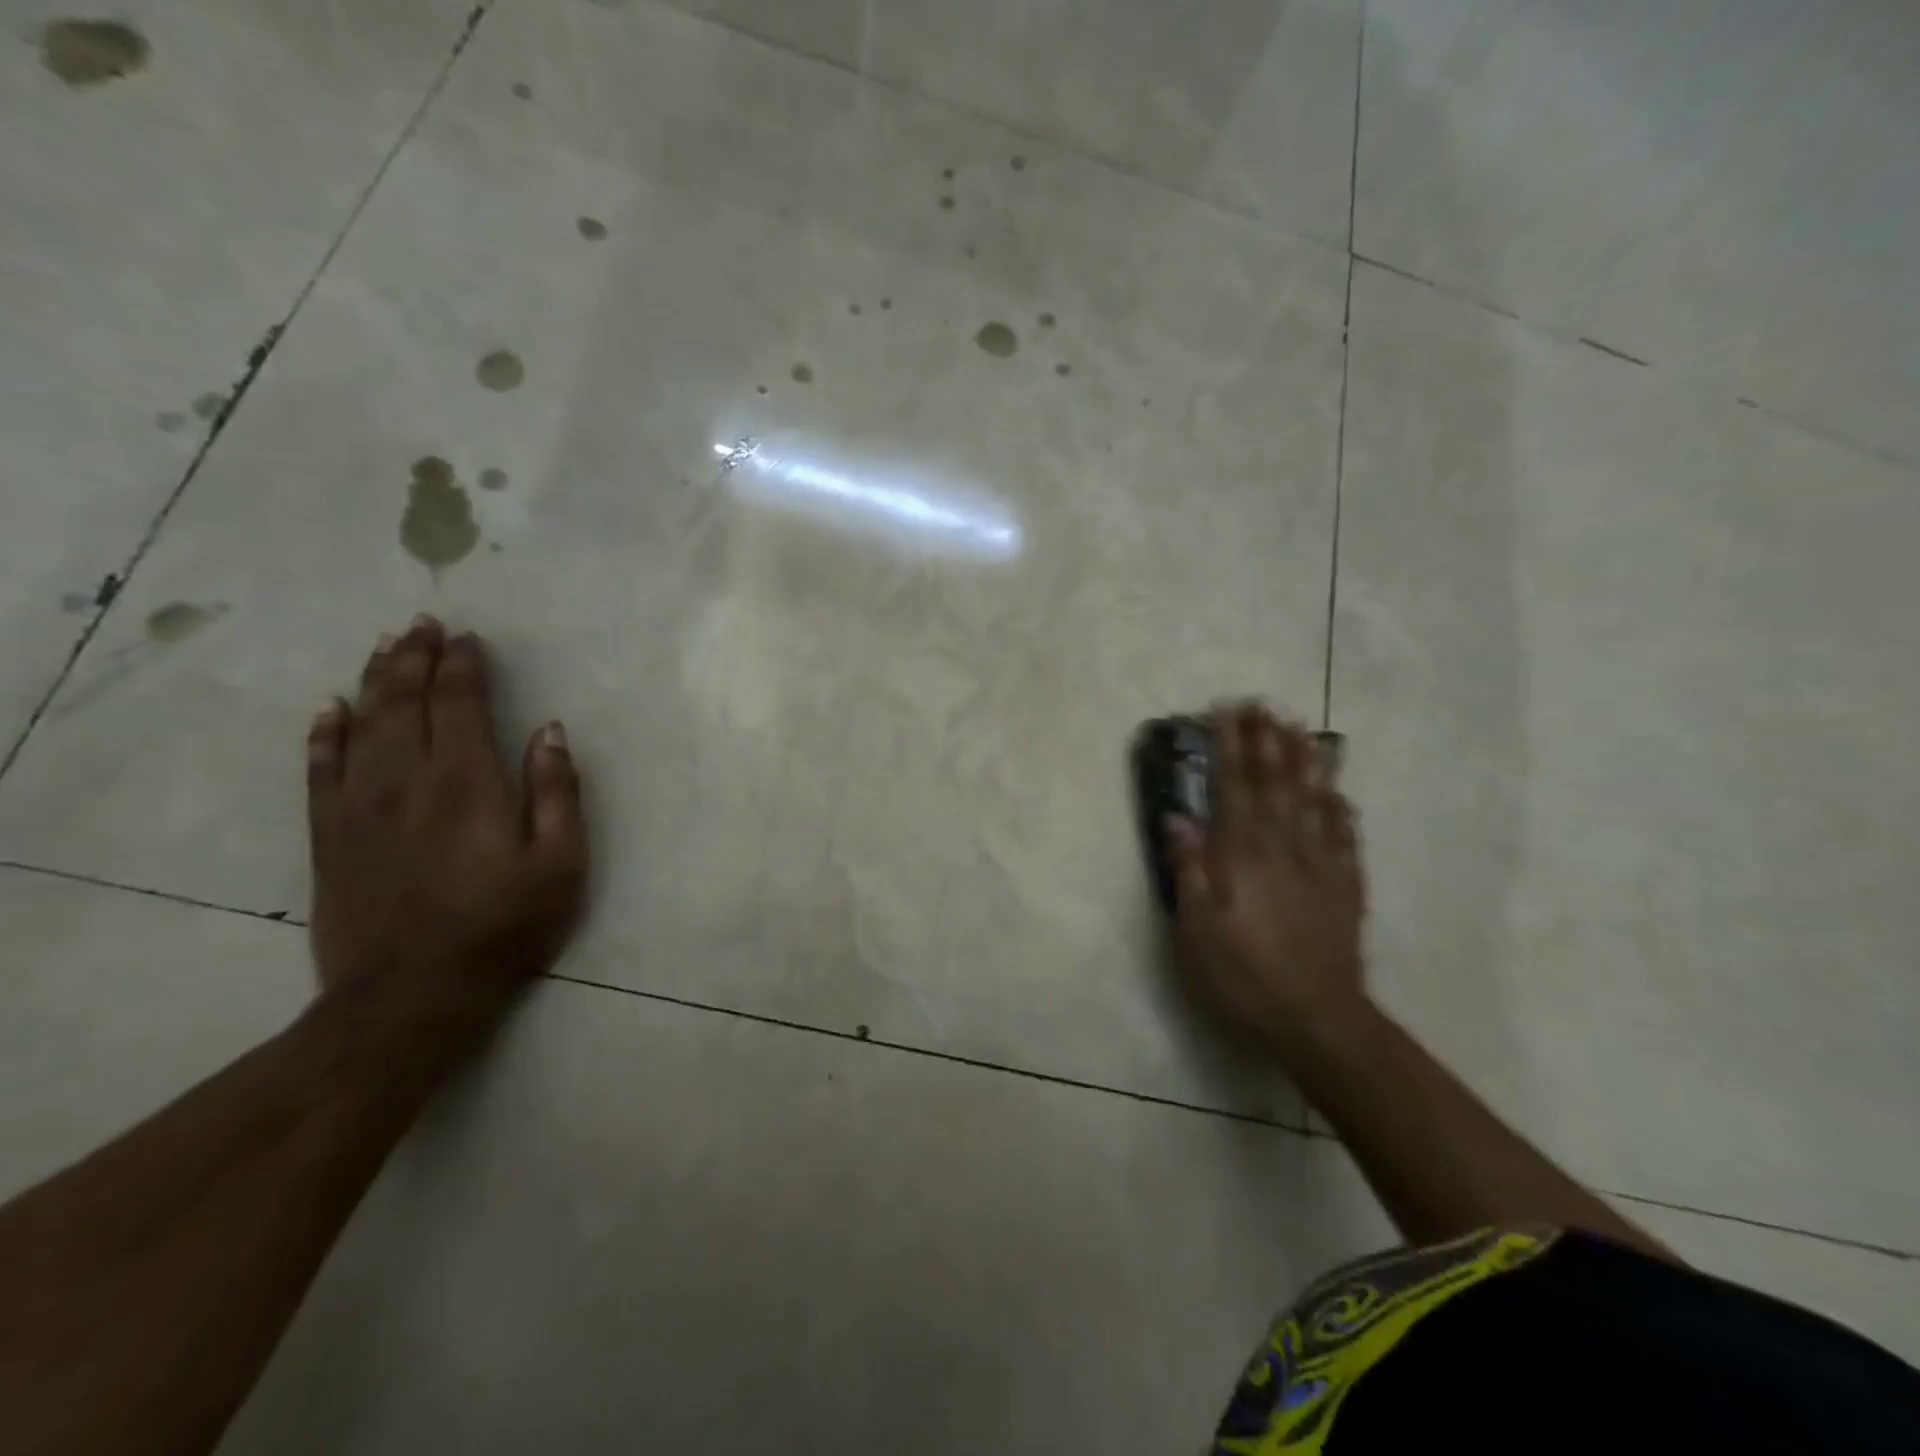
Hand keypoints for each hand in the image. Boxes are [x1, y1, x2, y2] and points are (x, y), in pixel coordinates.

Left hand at [305, 616, 587, 1036]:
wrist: (411, 995)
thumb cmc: (504, 926)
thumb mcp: (561, 863)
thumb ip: (557, 791)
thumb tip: (550, 731)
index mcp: (468, 782)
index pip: (459, 703)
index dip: (464, 666)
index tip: (469, 638)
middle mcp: (406, 780)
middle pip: (404, 702)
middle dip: (415, 658)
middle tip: (423, 624)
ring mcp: (358, 807)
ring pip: (361, 725)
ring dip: (374, 680)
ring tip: (385, 646)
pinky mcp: (329, 837)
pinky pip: (319, 770)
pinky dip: (323, 734)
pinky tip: (328, 709)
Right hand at [1168, 704, 1367, 1054]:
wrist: (1317, 1019)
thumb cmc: (1243, 974)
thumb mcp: (1197, 929)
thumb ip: (1190, 869)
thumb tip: (1179, 819)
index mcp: (1243, 854)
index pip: (1234, 786)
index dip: (1230, 746)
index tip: (1226, 711)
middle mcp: (1283, 847)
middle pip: (1275, 783)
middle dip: (1266, 740)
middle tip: (1262, 704)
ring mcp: (1320, 864)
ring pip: (1313, 800)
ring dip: (1304, 761)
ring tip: (1300, 728)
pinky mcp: (1346, 886)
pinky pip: (1345, 836)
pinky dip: (1339, 808)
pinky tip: (1338, 792)